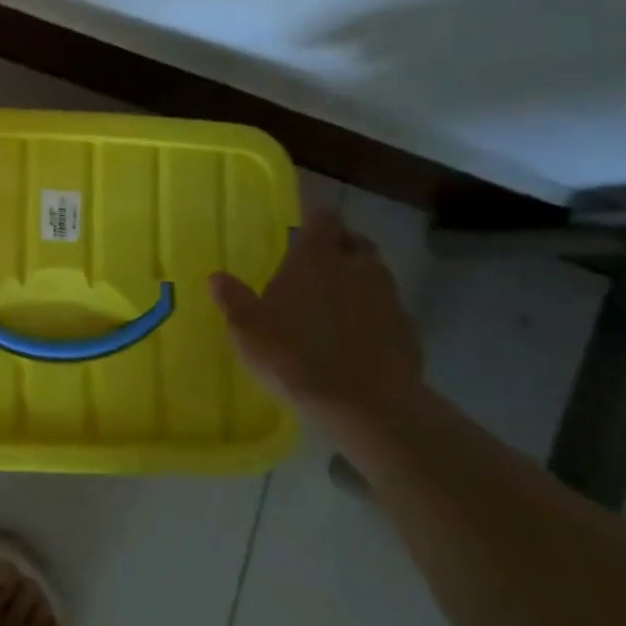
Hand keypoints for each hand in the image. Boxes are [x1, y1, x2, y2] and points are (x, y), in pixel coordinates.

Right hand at [209, 209, 424, 424]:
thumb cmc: (296, 356)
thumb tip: (217, 277)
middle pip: (356, 242)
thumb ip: (234, 300)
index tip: (304, 223)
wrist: (368, 406)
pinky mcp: (408, 332)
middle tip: (321, 260)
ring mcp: (388, 299)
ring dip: (360, 278)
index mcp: (316, 259)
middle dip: (341, 245)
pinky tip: (359, 333)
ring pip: (376, 274)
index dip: (314, 218)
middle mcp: (356, 269)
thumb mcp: (248, 330)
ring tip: (338, 297)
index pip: (323, 219)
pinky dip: (375, 313)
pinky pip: (390, 310)